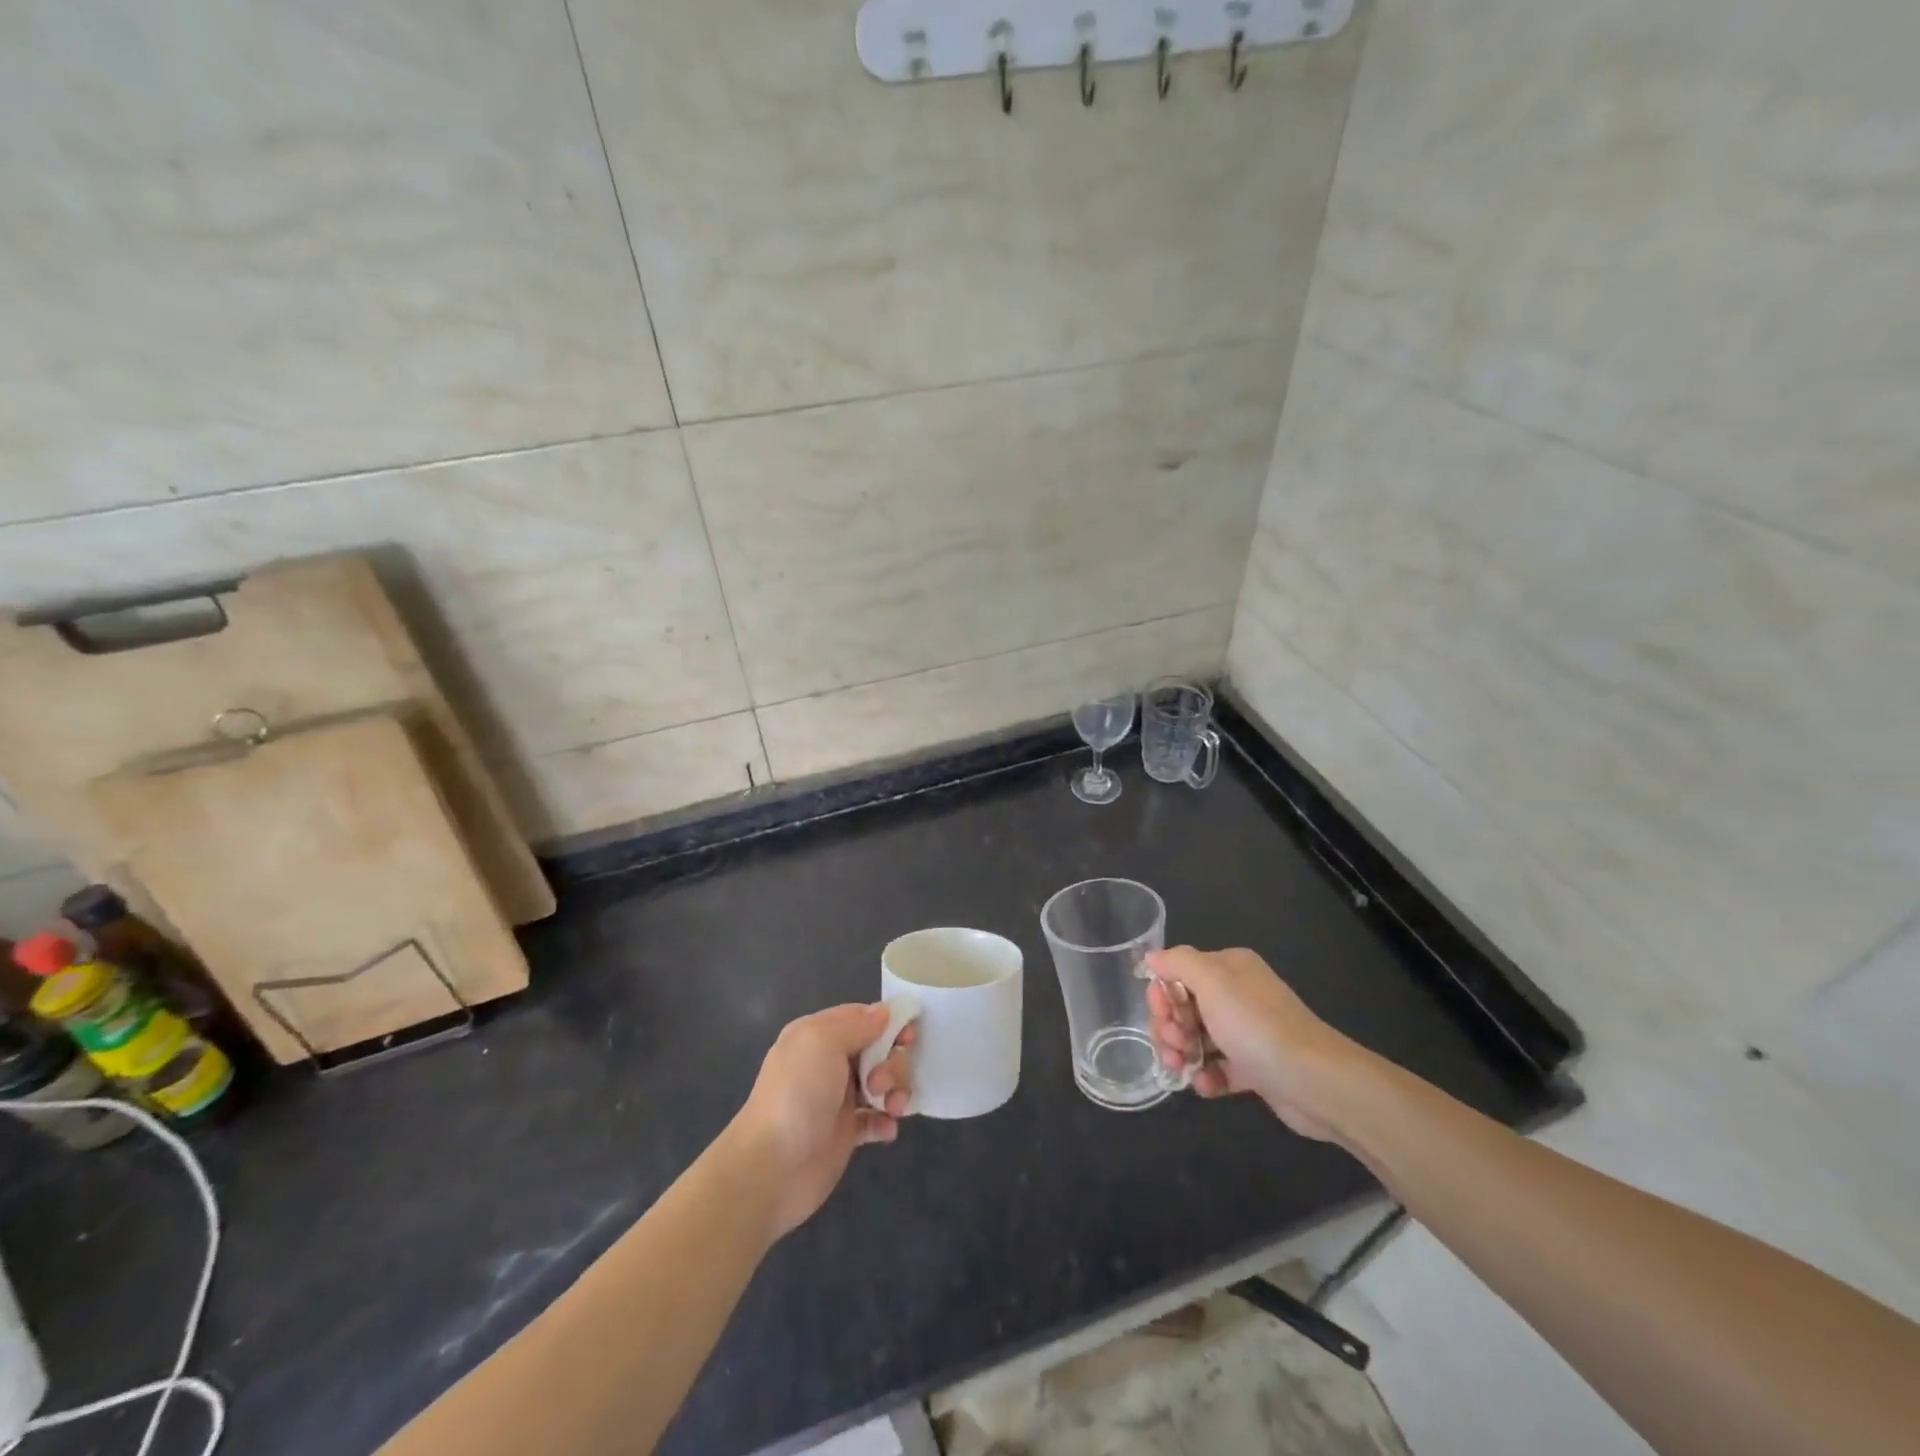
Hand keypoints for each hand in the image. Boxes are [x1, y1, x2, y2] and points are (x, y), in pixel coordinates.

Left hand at [723, 1004, 916, 1239]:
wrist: (770, 1169)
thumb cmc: (797, 1096)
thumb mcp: (822, 1042)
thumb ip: (857, 1024)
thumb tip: (884, 1013)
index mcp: (818, 1035)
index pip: (861, 1017)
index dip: (888, 1022)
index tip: (909, 1035)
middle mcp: (828, 1063)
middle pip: (878, 1049)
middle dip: (891, 1063)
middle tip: (880, 1083)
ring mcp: (837, 1099)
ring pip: (882, 1083)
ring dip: (895, 1091)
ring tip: (892, 1109)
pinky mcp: (845, 1133)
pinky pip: (876, 1119)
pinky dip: (886, 1121)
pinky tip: (886, 1130)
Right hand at [1145, 946, 1361, 1141]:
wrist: (1314, 1081)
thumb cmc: (1256, 1024)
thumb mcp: (1211, 981)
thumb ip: (1177, 963)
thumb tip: (1151, 957)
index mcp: (1229, 968)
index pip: (1179, 973)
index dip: (1163, 995)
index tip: (1163, 1016)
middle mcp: (1238, 995)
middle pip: (1184, 1007)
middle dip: (1170, 1027)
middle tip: (1173, 1046)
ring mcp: (1247, 1032)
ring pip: (1197, 1039)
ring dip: (1182, 1053)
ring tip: (1182, 1070)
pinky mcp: (1255, 1068)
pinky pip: (1218, 1068)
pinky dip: (1206, 1076)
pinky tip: (1205, 1086)